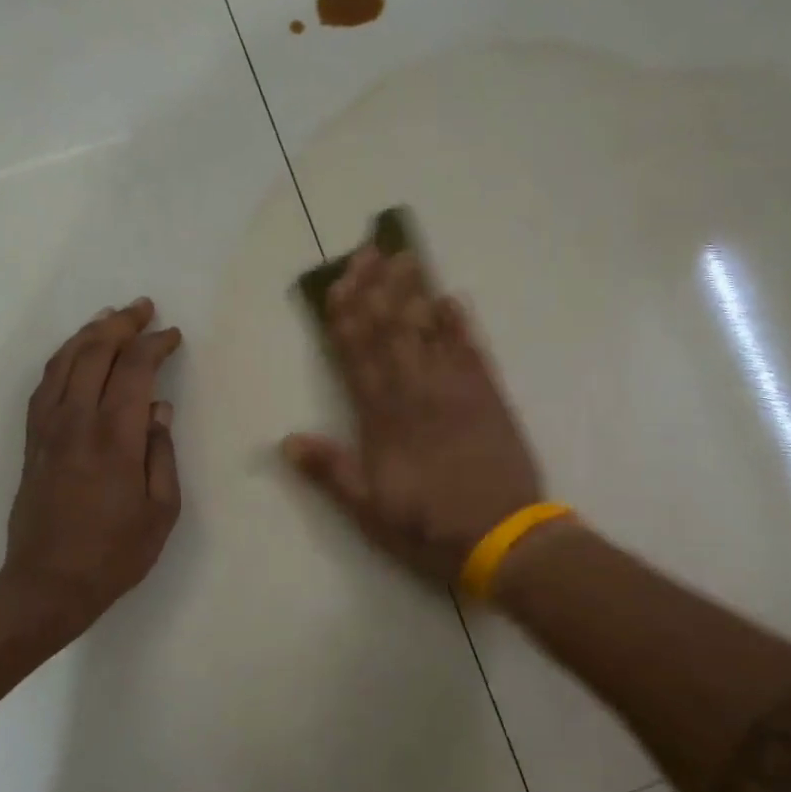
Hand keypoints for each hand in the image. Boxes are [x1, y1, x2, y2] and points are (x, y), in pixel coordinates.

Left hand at [1, 298, 183, 642]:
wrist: (47, 584)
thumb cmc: (115, 553)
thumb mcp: (161, 510)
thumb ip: (161, 453)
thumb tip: (158, 410)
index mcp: (113, 437)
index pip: (133, 370)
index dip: (154, 345)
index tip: (173, 336)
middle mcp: (75, 422)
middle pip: (93, 352)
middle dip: (120, 324)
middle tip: (143, 308)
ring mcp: (47, 429)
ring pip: (63, 362)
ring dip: (88, 333)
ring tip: (110, 318)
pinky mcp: (31, 442)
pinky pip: (44, 385)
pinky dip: (62, 359)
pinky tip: (75, 355)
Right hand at [281, 248, 543, 584]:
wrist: (504, 540)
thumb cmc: (428, 528)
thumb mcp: (368, 511)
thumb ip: (330, 471)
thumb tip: (286, 440)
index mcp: (381, 420)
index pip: (357, 356)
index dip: (347, 316)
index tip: (340, 281)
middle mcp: (415, 394)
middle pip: (391, 331)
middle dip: (377, 289)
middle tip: (370, 250)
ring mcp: (455, 391)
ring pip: (428, 332)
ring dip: (414, 293)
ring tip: (405, 258)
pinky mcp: (489, 397)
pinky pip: (472, 351)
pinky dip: (461, 325)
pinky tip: (451, 299)